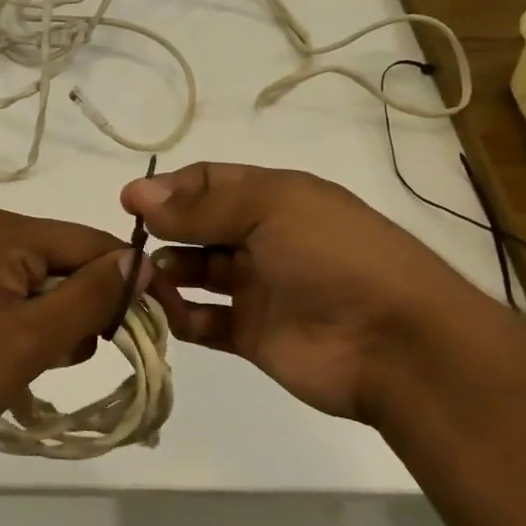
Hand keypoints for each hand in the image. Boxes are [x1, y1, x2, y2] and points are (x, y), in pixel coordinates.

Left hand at [0, 209, 143, 454]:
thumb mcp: (32, 336)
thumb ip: (90, 296)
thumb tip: (138, 261)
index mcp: (5, 232)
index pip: (91, 244)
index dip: (128, 283)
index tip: (153, 328)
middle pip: (62, 262)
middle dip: (82, 310)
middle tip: (68, 357)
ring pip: (33, 285)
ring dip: (49, 325)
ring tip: (30, 367)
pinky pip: (3, 298)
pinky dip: (18, 327)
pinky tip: (5, 363)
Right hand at [122, 161, 491, 420]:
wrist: (396, 344)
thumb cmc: (333, 257)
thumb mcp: (269, 210)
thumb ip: (200, 208)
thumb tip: (136, 195)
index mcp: (273, 199)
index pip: (208, 182)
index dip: (168, 189)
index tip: (129, 202)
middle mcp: (262, 239)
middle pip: (197, 227)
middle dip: (163, 231)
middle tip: (132, 246)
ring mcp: (258, 288)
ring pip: (196, 274)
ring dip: (167, 273)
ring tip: (148, 279)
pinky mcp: (252, 334)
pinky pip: (204, 321)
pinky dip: (182, 316)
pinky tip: (171, 313)